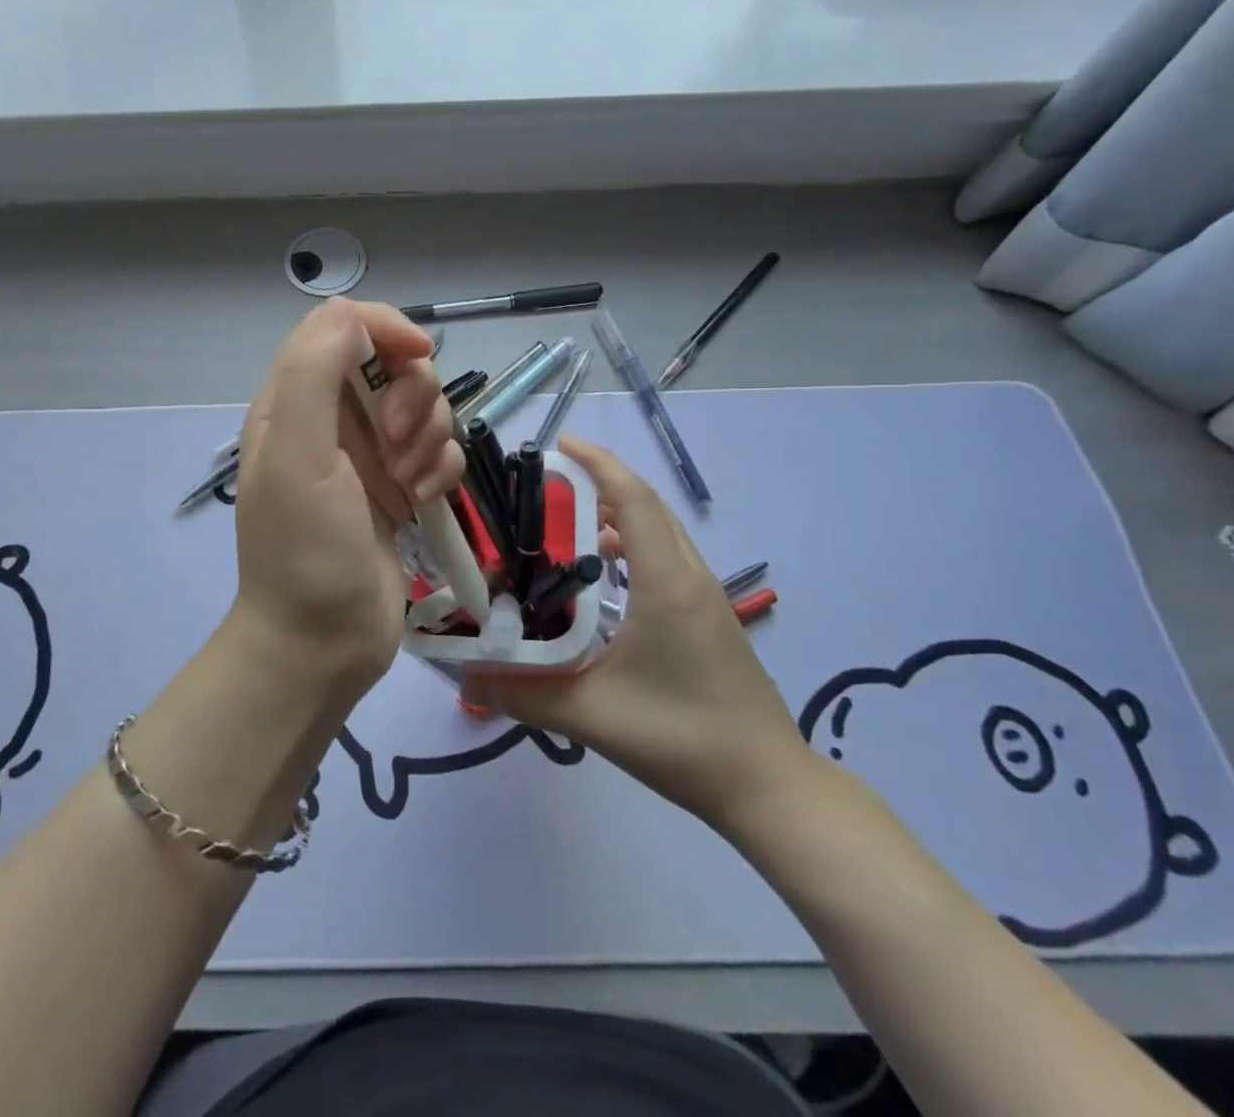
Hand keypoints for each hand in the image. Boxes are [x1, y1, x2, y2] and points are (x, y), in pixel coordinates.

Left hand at [230, 299, 465, 692]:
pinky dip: (439, 471)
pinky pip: (438, 452)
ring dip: (429, 440)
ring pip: (424, 407)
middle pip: (393, 364)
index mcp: (294, 400)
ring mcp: (367, 454)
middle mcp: (330, 418)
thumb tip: (349, 311)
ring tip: (408, 486)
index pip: (341, 326)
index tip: (419, 356)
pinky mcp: (398, 486)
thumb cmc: (305, 549)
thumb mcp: (298, 455)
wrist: (323, 643)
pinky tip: (423, 503)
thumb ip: (313, 372)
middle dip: (411, 399)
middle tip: (397, 446)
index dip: (385, 328)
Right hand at [464, 436, 810, 830]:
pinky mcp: (711, 620)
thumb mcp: (592, 715)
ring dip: (620, 514)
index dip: (599, 464)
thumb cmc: (681, 739)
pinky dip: (636, 544)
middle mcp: (690, 578)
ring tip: (570, 523)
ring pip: (663, 533)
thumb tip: (465, 679)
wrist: (768, 788)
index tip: (561, 444)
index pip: (634, 500)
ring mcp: (707, 599)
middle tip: (551, 485)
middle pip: (648, 507)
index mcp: (666, 584)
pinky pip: (670, 558)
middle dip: (602, 483)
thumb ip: (523, 694)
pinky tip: (608, 577)